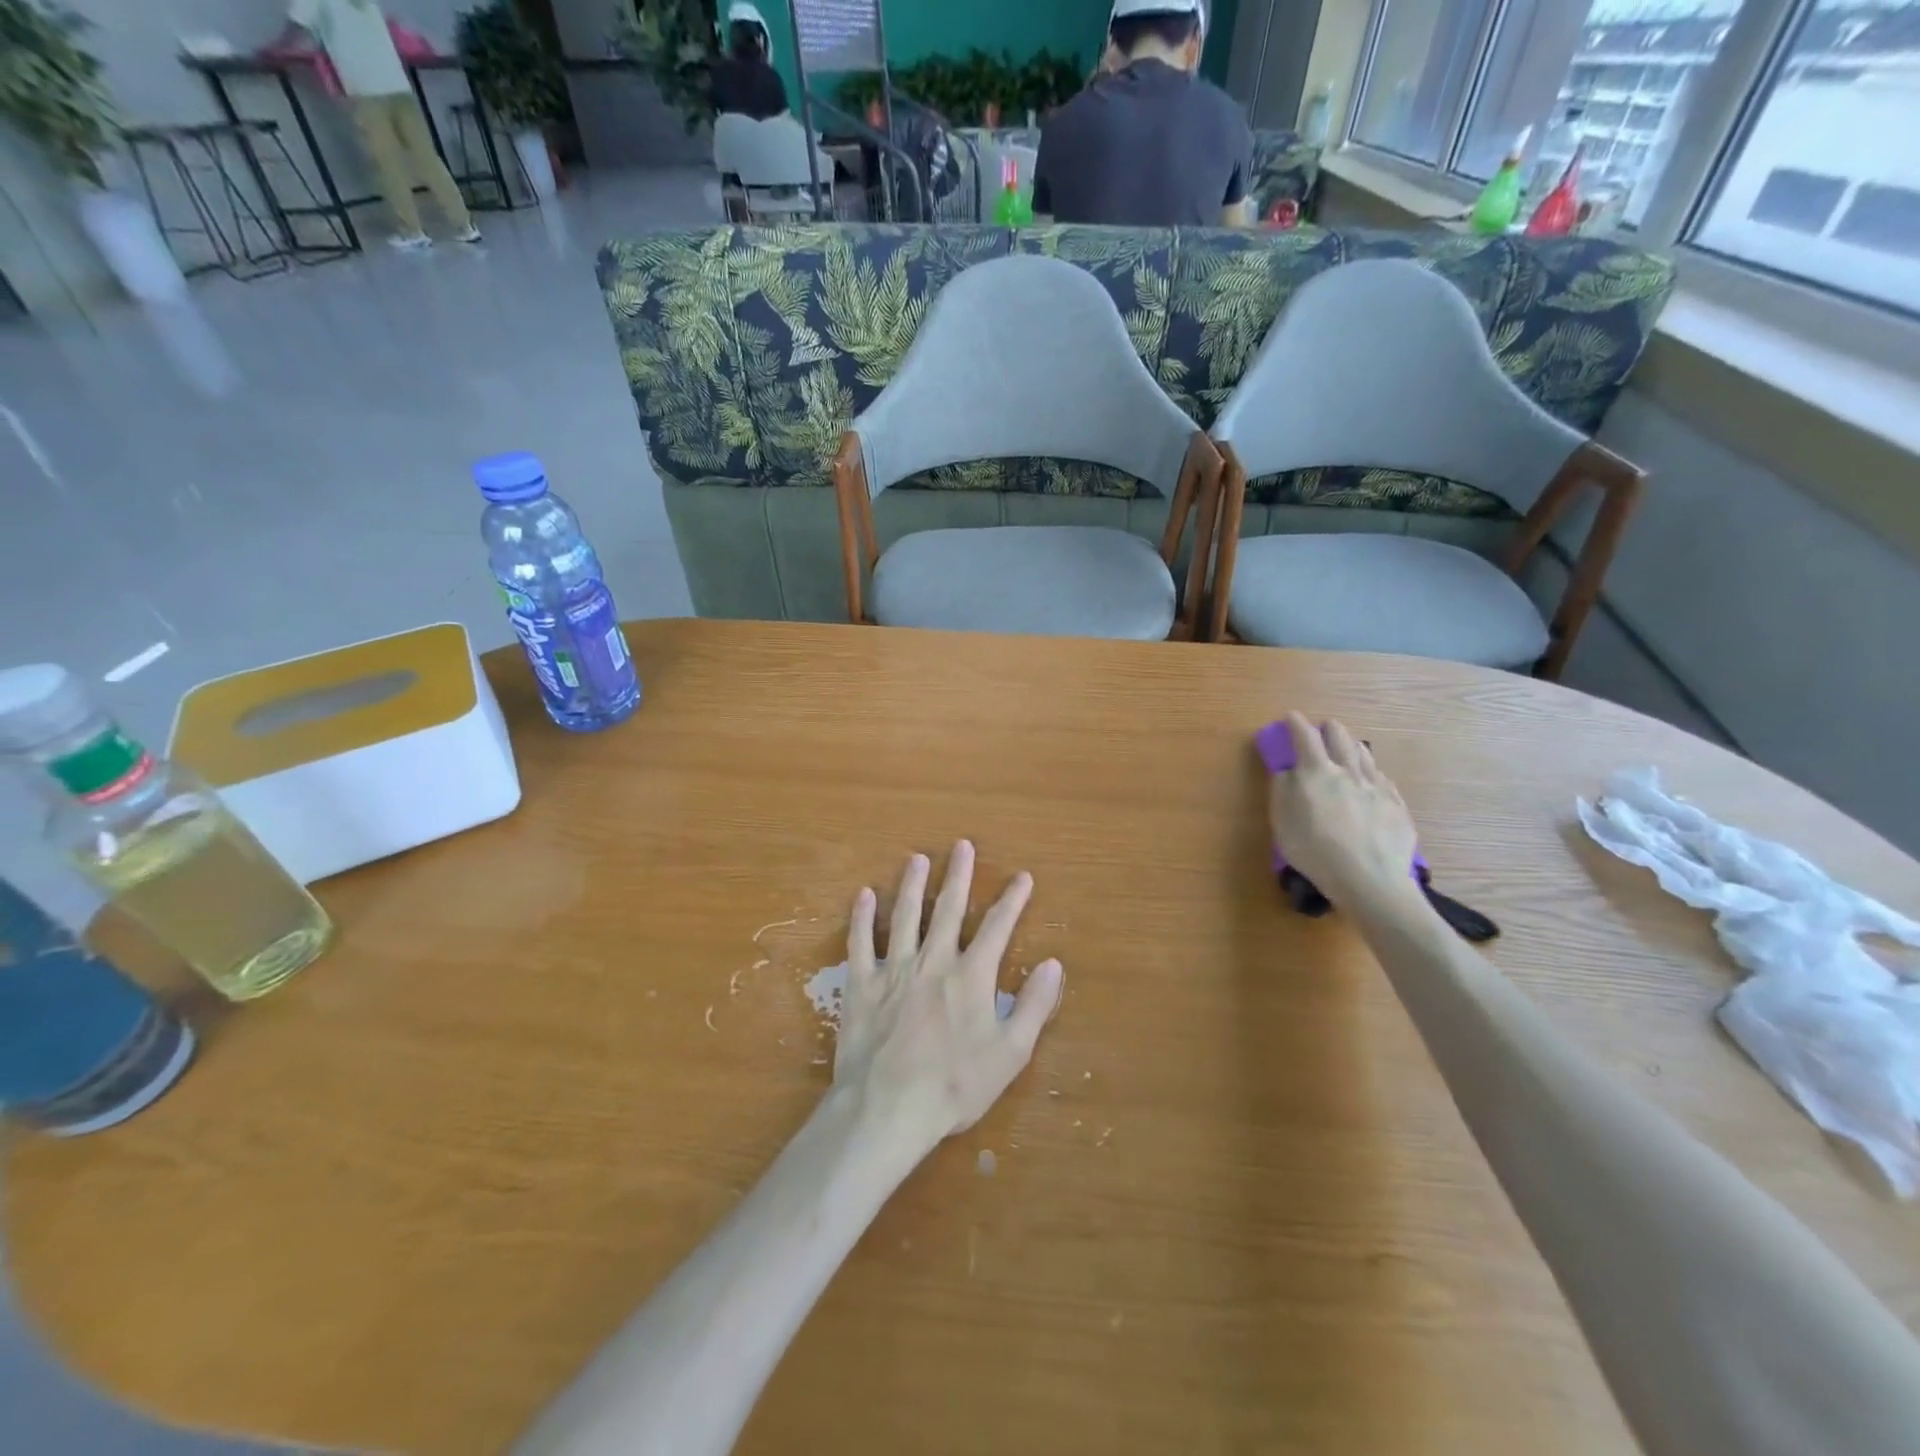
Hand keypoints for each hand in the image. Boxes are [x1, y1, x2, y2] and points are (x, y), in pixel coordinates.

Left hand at [837, 841, 1063, 1152]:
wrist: (888, 1107)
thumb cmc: (954, 1085)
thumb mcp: (1010, 1052)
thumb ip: (1034, 1006)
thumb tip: (1052, 964)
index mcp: (971, 976)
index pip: (997, 927)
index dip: (1012, 900)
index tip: (1022, 877)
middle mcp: (933, 961)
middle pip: (948, 909)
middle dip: (958, 875)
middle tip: (962, 845)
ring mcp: (894, 969)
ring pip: (905, 916)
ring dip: (913, 885)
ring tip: (917, 859)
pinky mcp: (862, 985)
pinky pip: (860, 942)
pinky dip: (862, 917)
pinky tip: (864, 895)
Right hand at [1267, 712, 1420, 911]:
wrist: (1369, 878)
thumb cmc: (1315, 850)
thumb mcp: (1282, 822)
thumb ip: (1282, 791)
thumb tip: (1287, 772)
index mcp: (1315, 772)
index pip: (1304, 737)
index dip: (1296, 724)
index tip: (1291, 717)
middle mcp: (1348, 771)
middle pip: (1340, 737)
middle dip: (1328, 729)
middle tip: (1322, 730)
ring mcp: (1376, 786)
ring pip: (1365, 754)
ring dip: (1352, 745)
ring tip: (1348, 747)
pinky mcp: (1396, 804)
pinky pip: (1382, 778)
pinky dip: (1371, 772)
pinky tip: (1371, 780)